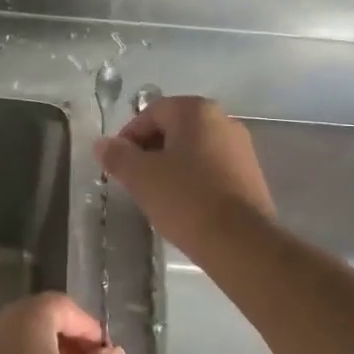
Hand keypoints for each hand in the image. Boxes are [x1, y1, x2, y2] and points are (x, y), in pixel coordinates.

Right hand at [94, 95, 274, 257]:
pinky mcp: (251, 177)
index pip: (151, 112)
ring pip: (193, 151)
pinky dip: (192, 181)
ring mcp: (242, 149)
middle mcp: (224, 121)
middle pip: (174, 129)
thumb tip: (102, 144)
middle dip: (149, 152)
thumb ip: (117, 156)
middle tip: (133, 180)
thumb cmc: (185, 199)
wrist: (240, 242)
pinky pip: (211, 170)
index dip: (128, 136)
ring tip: (156, 196)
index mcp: (197, 111)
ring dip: (170, 168)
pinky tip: (183, 206)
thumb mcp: (140, 176)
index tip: (117, 165)